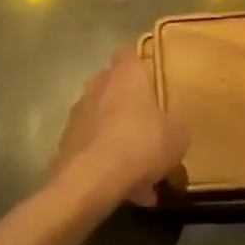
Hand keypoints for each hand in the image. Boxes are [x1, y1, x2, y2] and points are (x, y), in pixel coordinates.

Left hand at [51, 48, 188, 207]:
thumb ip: (176, 126)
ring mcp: (79, 112)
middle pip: (117, 88)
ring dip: (120, 138)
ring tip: (142, 173)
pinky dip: (107, 162)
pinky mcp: (66, 141)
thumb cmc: (140, 144)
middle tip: (152, 131)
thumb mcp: (177, 137)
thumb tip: (174, 128)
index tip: (156, 84)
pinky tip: (126, 189)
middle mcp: (99, 84)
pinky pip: (94, 147)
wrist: (90, 181)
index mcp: (127, 73)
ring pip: (105, 121)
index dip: (143, 67)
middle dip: (132, 107)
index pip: (131, 54)